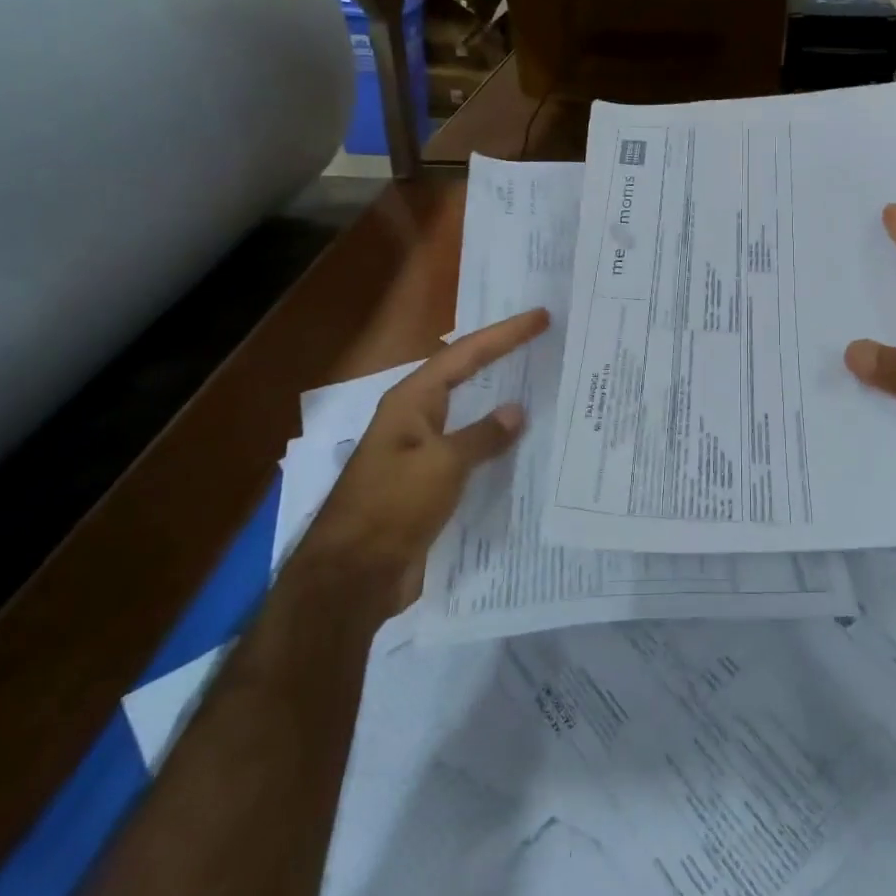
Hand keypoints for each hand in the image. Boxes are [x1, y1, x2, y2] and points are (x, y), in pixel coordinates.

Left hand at [313, 308, 549, 564]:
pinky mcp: (430, 483)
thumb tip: (515, 412)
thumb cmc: (392, 507)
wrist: (353, 577)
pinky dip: (497, 442)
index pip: (465, 355)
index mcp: (412, 402)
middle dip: (502, 357)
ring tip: (542, 385)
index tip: (541, 317)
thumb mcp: (442, 465)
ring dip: (501, 400)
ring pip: (470, 414)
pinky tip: (524, 445)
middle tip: (543, 340)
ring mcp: (422, 451)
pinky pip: (471, 450)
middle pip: (465, 376)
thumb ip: (482, 436)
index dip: (504, 334)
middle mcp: (416, 418)